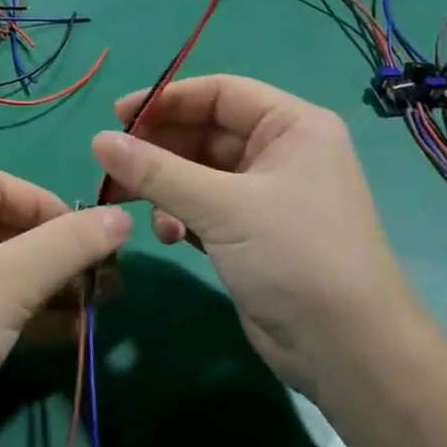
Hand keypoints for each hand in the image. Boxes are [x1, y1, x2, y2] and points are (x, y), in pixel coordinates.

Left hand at [0, 169, 129, 446]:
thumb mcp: (9, 283)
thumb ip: (68, 246)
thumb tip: (122, 217)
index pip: (3, 185)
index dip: (53, 210)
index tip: (97, 240)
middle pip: (3, 228)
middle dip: (57, 256)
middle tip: (108, 281)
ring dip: (49, 287)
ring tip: (101, 308)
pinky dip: (24, 313)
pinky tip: (71, 333)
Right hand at [91, 75, 433, 397]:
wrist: (348, 354)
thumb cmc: (295, 257)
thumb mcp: (222, 207)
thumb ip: (156, 171)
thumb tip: (98, 139)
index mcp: (291, 127)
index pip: (220, 93)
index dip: (167, 99)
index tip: (118, 116)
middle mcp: (280, 152)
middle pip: (204, 132)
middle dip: (160, 149)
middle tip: (116, 166)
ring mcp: (265, 194)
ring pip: (197, 172)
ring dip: (165, 187)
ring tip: (137, 207)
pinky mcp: (251, 232)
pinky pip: (202, 206)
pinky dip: (180, 215)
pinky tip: (170, 236)